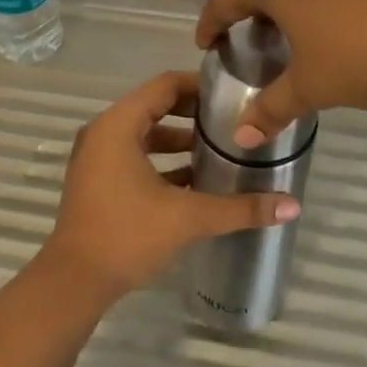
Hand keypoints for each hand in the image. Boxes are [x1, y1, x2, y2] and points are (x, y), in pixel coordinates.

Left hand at [35, 70, 301, 308]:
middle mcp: (103, 133)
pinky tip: (194, 181)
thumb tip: (292, 206)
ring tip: (218, 151)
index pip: (164, 86)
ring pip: (144, 135)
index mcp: (118, 125)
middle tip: (231, 121)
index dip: (199, 86)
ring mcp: (96, 157)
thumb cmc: (127, 235)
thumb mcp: (188, 217)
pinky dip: (161, 161)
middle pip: (154, 107)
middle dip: (192, 114)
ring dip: (178, 140)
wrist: (75, 281)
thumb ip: (240, 208)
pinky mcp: (97, 180)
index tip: (233, 94)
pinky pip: (133, 156)